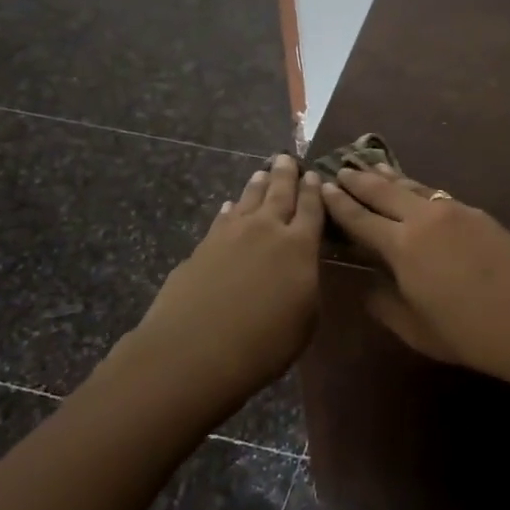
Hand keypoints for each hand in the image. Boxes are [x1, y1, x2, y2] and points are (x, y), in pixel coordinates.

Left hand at [126, 155, 324, 397]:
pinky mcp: (202, 247)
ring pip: (248, 199)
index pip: (311, 208)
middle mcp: (266, 229)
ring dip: (257, 185)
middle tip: (286, 158)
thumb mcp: (306, 319)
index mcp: (299, 245)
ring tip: (262, 172)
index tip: (314, 174)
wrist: (194, 352)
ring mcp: (230, 235)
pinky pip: (222, 219)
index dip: (314, 190)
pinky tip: (229, 207)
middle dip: (285, 174)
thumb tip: (301, 266)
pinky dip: (229, 210)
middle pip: (279, 193)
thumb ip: (307, 284)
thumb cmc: (264, 343)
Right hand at [320, 167, 509, 388]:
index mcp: (402, 246)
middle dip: (360, 180)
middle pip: (385, 191)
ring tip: (373, 167)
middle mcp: (426, 218)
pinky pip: (439, 196)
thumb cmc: (470, 334)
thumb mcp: (416, 329)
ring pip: (415, 187)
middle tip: (341, 169)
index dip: (339, 203)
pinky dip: (419, 190)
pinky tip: (418, 193)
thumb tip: (368, 284)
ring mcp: (456, 211)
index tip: (322, 187)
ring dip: (390, 177)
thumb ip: (384, 303)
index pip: (360, 218)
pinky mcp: (480, 215)